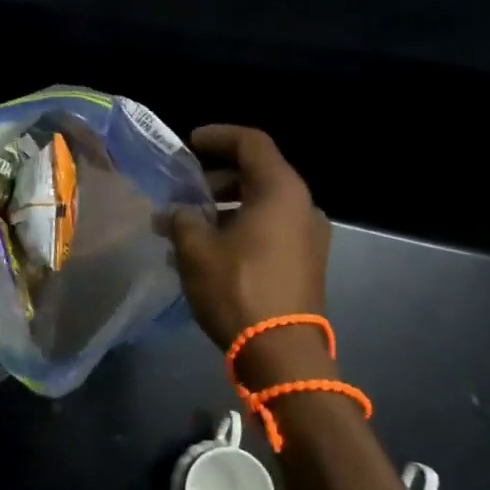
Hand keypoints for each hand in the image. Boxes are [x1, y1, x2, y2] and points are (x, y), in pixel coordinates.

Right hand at [169, 125, 328, 350]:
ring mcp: (309, 236)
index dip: (218, 136)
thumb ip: (183, 219)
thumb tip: (180, 213)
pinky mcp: (306, 263)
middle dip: (214, 178)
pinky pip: (270, 229)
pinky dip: (240, 227)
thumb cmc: (238, 289)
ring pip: (262, 204)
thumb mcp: (196, 249)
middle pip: (257, 173)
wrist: (282, 353)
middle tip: (181, 191)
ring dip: (224, 207)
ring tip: (186, 225)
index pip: (251, 143)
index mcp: (280, 191)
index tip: (189, 143)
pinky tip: (208, 249)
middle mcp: (302, 206)